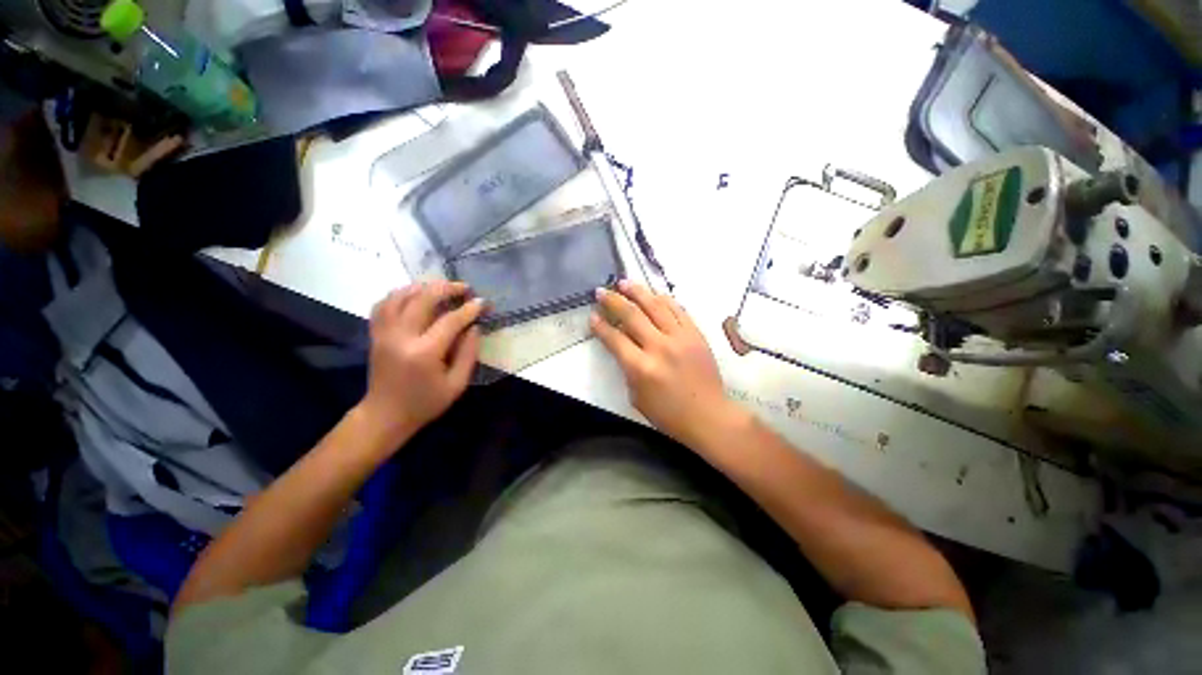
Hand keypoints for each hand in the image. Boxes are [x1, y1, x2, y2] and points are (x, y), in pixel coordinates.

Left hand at [361, 281, 484, 442]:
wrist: (385, 415)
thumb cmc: (425, 403)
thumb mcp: (457, 384)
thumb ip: (468, 354)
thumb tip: (474, 327)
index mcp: (424, 352)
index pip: (450, 321)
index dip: (469, 309)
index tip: (483, 302)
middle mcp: (401, 337)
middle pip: (423, 299)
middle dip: (447, 288)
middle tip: (465, 287)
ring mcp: (384, 333)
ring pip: (400, 296)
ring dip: (423, 287)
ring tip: (442, 287)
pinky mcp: (376, 334)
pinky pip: (383, 304)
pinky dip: (399, 293)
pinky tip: (414, 294)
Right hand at [591, 280, 738, 446]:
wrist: (708, 416)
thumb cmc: (668, 414)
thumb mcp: (636, 396)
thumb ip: (627, 368)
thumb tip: (623, 345)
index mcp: (641, 368)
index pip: (614, 339)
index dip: (600, 326)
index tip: (592, 315)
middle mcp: (659, 347)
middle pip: (632, 315)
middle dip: (613, 301)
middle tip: (601, 291)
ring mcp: (680, 338)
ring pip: (655, 306)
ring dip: (637, 292)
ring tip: (624, 282)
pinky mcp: (696, 334)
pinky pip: (678, 310)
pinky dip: (664, 300)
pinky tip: (654, 295)